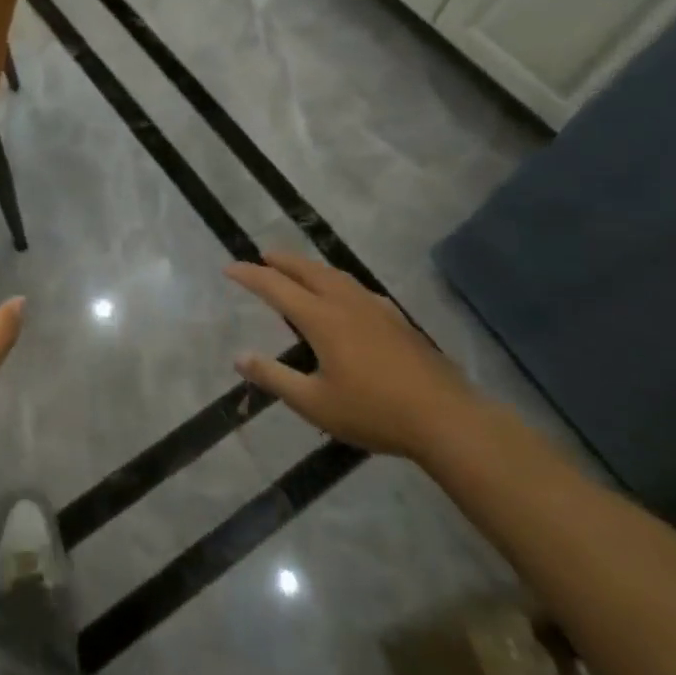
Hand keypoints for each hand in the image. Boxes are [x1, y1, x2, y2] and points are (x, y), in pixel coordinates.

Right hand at [227, 251, 483, 458]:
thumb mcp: (315, 403)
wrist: (446, 418)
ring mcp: (375, 308)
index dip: (250, 275)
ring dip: (309, 267)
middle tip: (262, 255)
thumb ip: (275, 377)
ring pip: (334, 275)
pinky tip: (343, 295)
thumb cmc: (374, 412)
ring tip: (296, 269)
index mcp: (321, 318)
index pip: (276, 286)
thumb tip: (239, 356)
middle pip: (307, 270)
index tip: (229, 268)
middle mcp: (345, 303)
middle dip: (281, 260)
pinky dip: (335, 281)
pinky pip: (355, 287)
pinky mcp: (396, 319)